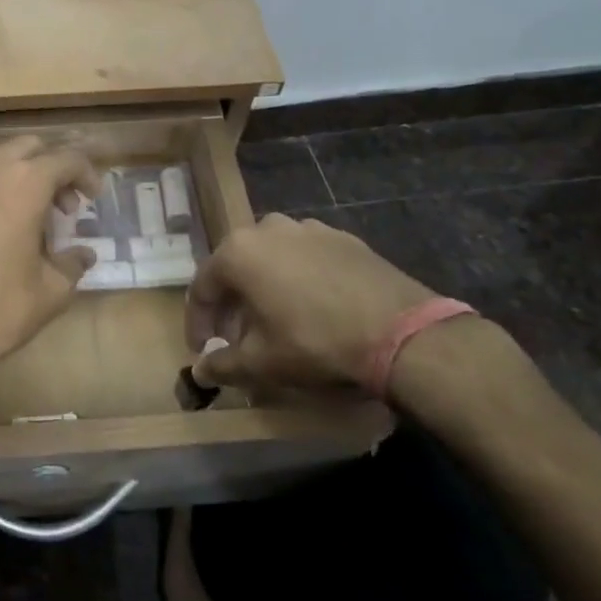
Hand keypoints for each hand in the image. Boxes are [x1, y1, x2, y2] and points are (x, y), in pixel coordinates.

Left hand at [0, 128, 99, 396]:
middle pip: (27, 145)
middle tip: (55, 206)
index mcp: (27, 185)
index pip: (68, 158)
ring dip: (0, 156)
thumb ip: (72, 264)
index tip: (91, 197)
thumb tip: (84, 254)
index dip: (86, 174)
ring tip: (6, 187)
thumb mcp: (50, 294)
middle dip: (48, 168)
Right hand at [185, 214, 436, 395]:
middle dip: (231, 305)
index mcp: (237, 252)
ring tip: (275, 320)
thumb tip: (199, 371)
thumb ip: (222, 365)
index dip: (198, 322)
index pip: (202, 288)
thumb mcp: (261, 363)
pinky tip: (312, 307)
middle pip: (236, 268)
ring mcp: (308, 228)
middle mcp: (266, 229)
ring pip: (271, 259)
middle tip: (237, 338)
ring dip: (264, 288)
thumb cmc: (315, 342)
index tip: (202, 349)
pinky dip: (299, 279)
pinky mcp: (343, 238)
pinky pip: (306, 257)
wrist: (402, 332)